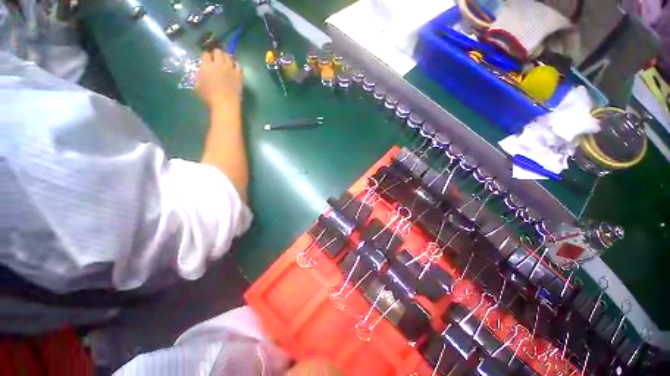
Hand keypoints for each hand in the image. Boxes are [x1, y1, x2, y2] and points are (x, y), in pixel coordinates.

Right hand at [195, 49, 242, 107]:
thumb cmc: (209, 97)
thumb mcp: (198, 84)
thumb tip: (202, 70)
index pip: (205, 54)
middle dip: (216, 54)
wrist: (225, 103)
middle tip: (216, 59)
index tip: (206, 60)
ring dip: (226, 58)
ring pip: (229, 56)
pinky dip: (235, 64)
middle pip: (218, 51)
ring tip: (225, 62)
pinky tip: (234, 68)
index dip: (206, 56)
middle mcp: (219, 64)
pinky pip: (238, 65)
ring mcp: (230, 69)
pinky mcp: (239, 75)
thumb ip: (199, 74)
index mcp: (207, 66)